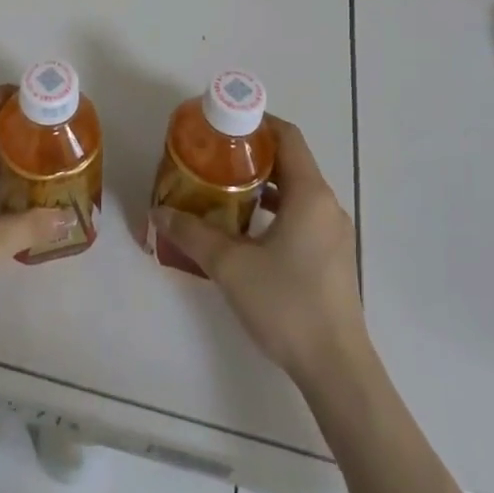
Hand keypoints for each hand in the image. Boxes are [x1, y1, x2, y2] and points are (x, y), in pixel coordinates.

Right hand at [151, 118, 367, 384]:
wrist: (336, 369)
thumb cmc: (286, 305)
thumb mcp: (230, 265)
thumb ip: (192, 234)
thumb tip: (157, 212)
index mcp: (310, 193)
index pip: (287, 136)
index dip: (257, 122)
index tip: (224, 124)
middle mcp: (327, 204)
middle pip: (291, 160)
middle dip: (253, 153)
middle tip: (214, 156)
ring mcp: (333, 232)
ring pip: (296, 190)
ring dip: (263, 183)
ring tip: (224, 189)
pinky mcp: (332, 256)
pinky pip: (302, 214)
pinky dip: (275, 209)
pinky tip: (246, 229)